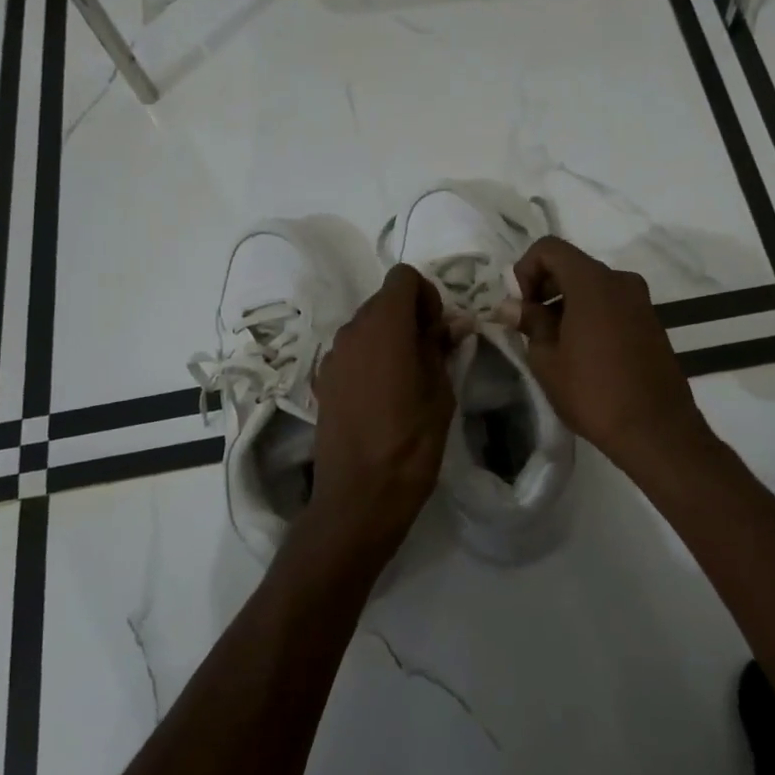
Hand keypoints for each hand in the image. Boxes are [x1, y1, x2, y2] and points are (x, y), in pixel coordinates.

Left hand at [306, 264, 456, 561]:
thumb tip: (451, 323)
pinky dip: (371, 357)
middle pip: (383, 300)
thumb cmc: (410, 443)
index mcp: (384, 326)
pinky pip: (352, 351)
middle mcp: (351, 331)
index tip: (439, 330)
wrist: (358, 497)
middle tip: (432, 353)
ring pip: (367, 325)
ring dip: (390, 336)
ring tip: (409, 377)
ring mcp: (333, 356)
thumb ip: (441, 348)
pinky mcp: (323, 380)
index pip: (403, 277)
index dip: (427, 295)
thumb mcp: (440, 393)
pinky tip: (383, 395)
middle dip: (410, 315)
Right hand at [506, 237, 713, 474]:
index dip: (525, 270)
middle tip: (530, 327)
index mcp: (593, 283)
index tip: (521, 307)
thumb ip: (529, 323)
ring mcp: (640, 301)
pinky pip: (611, 304)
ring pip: (592, 286)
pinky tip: (582, 353)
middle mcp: (620, 281)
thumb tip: (510, 306)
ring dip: (566, 304)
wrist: (656, 430)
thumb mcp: (547, 360)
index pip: (549, 248)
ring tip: (554, 345)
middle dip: (544, 287)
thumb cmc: (593, 392)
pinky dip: (590, 315)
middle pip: (572, 265)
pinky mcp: (650, 322)